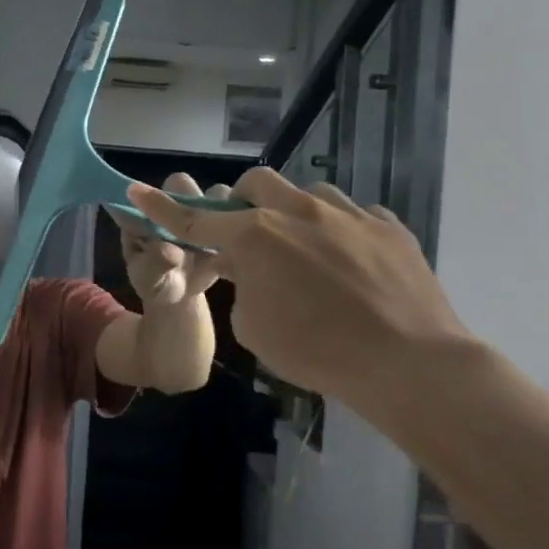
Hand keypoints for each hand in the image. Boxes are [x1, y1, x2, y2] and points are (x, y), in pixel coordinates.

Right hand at [127, 168, 474, 404]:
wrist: (410, 364)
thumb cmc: (316, 350)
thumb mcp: (253, 327)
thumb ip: (242, 286)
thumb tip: (250, 269)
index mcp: (256, 237)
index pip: (195, 218)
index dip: (162, 207)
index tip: (138, 189)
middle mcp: (298, 212)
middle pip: (257, 184)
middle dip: (244, 202)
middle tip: (251, 237)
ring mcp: (349, 215)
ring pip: (309, 193)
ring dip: (295, 213)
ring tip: (306, 250)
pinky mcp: (389, 227)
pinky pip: (355, 215)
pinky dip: (340, 232)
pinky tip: (350, 263)